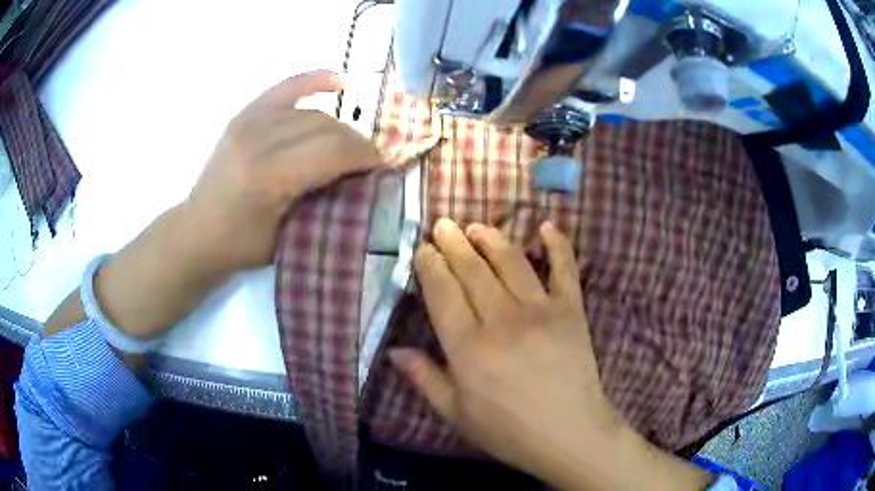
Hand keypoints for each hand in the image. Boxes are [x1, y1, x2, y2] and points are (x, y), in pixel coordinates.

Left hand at [187, 70, 382, 270]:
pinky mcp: (245, 115)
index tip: (382, 167)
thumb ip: (324, 204)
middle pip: (326, 126)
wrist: (197, 231)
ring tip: (347, 144)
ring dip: (339, 127)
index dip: (365, 155)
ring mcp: (250, 122)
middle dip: (355, 142)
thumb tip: (361, 180)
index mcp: (270, 175)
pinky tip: (338, 83)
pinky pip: (287, 88)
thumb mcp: (288, 236)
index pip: (334, 150)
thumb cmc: (241, 245)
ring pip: (313, 112)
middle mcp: (260, 139)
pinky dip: (314, 81)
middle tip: (366, 161)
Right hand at [391, 219, 619, 478]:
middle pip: (473, 271)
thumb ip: (424, 379)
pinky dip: (558, 245)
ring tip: (477, 226)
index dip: (430, 266)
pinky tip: (546, 225)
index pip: (443, 293)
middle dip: (454, 244)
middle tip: (443, 225)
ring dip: (491, 238)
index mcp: (469, 348)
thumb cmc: (508, 430)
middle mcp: (502, 321)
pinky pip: (565, 269)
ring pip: (511, 262)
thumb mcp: (456, 414)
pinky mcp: (572, 310)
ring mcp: (541, 311)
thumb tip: (394, 351)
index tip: (423, 248)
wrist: (569, 435)